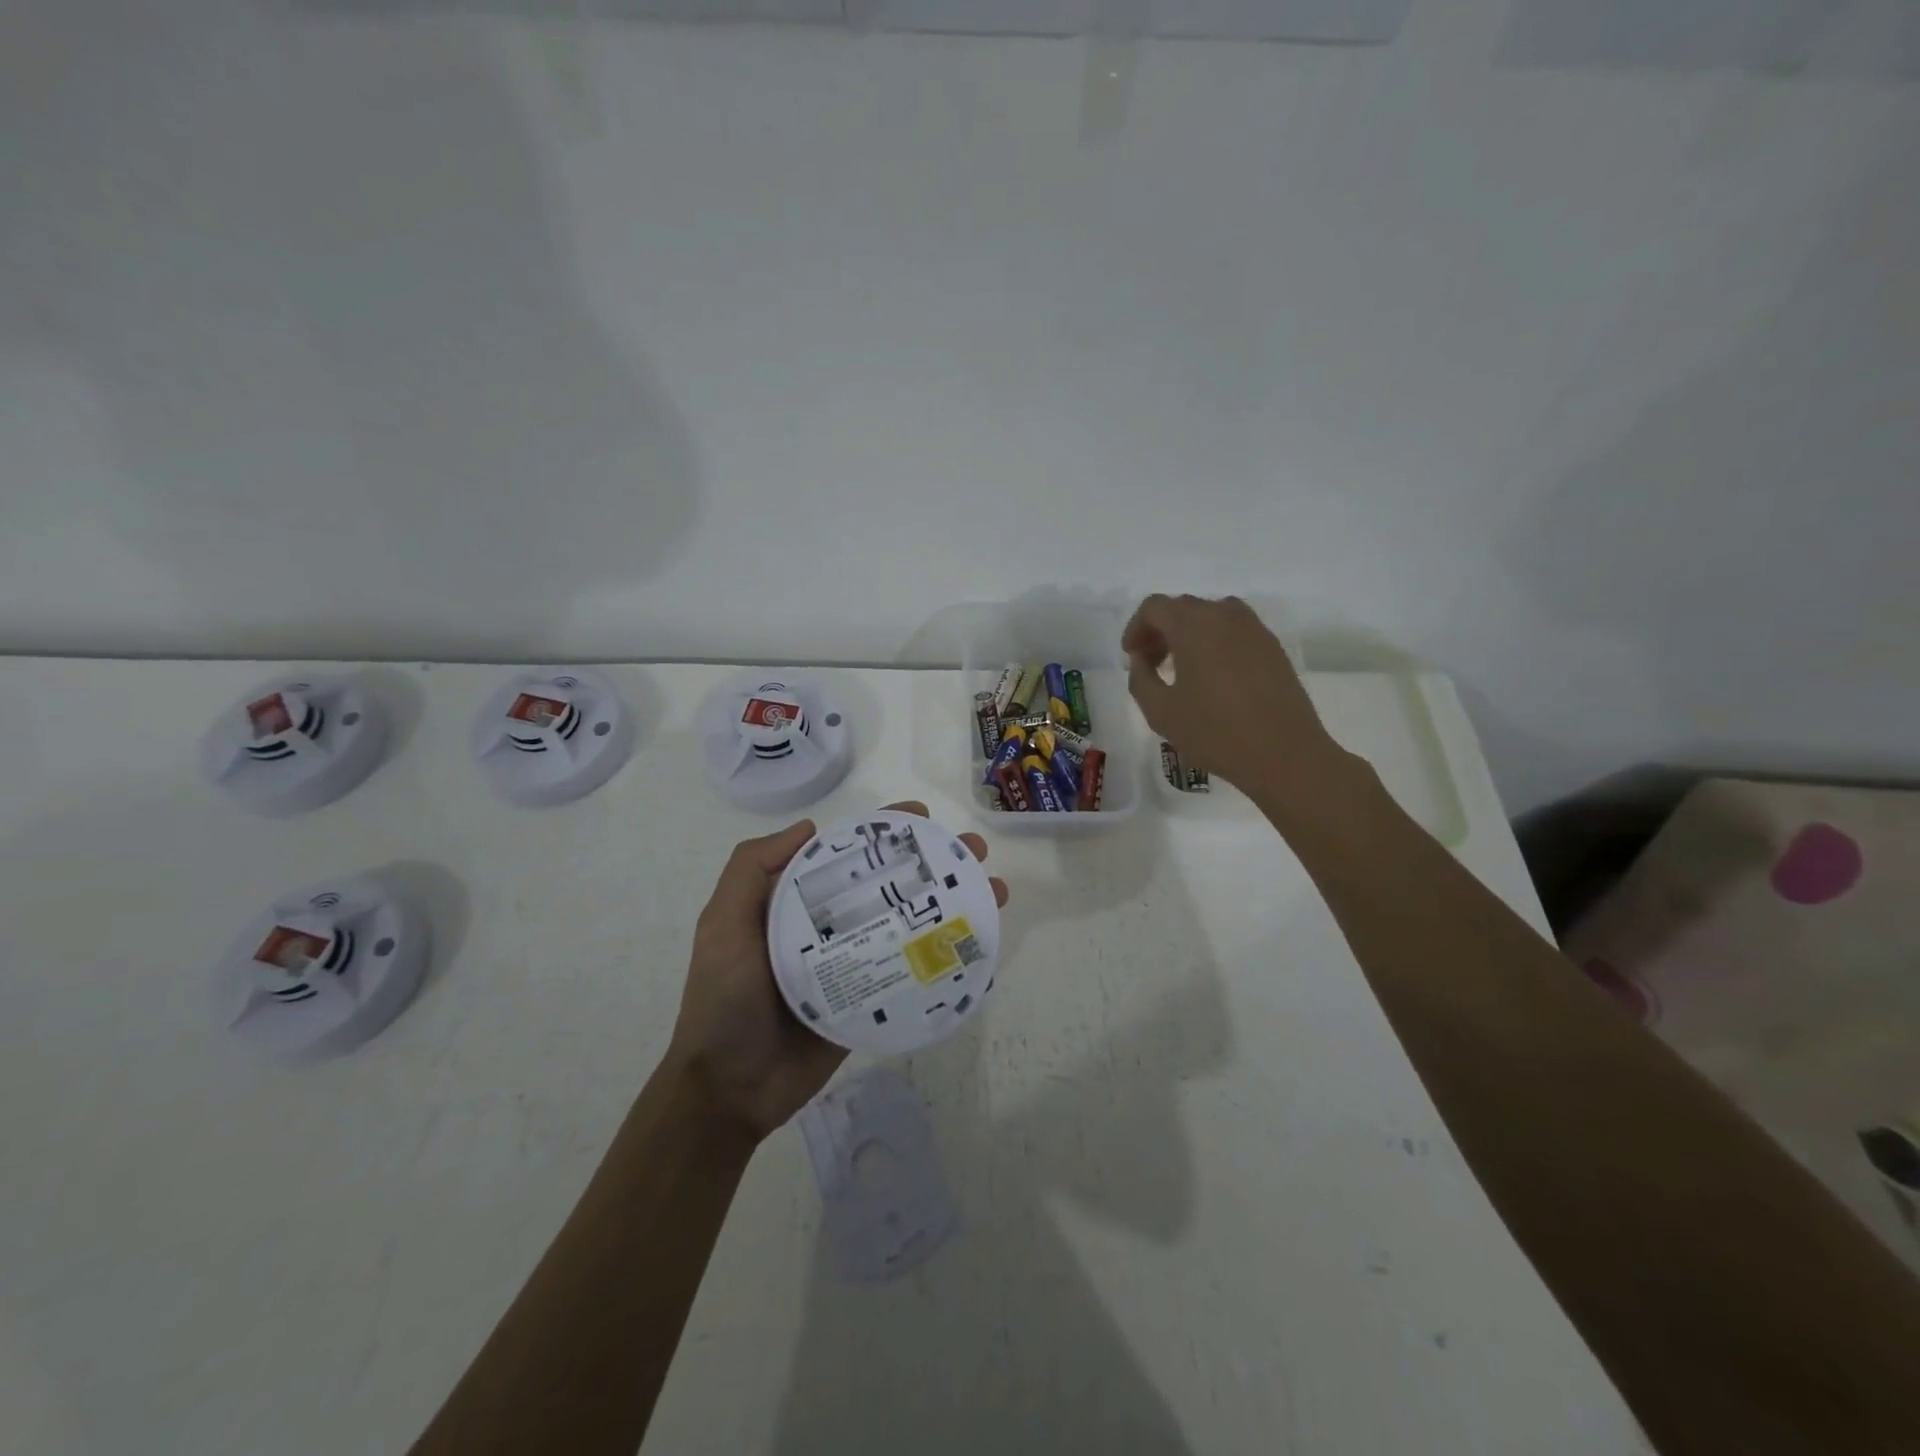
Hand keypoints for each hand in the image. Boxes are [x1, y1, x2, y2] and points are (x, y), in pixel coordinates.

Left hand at [665, 800, 1007, 1142]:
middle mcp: (831, 927)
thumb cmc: (725, 1001)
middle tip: (973, 852)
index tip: (921, 818)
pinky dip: (947, 957)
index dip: (884, 832)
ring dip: (953, 905)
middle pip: (889, 885)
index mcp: (798, 904)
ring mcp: (855, 964)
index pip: (848, 855)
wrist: (730, 1091)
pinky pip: (912, 972)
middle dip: (933, 863)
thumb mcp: (723, 925)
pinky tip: (982, 948)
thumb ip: (750, 870)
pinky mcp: (871, 1001)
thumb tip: (810, 828)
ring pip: (910, 924)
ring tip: (994, 892)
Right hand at [1122, 593, 1350, 805]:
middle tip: (1151, 664)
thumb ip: (1141, 678)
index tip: (1131, 656)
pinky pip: (1235, 631)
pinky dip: (1215, 643)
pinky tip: (1213, 678)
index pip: (1155, 607)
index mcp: (1194, 625)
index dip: (1136, 628)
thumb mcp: (1160, 711)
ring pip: (1212, 616)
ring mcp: (1255, 629)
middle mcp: (1225, 615)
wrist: (1284, 754)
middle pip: (1183, 608)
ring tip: (1182, 669)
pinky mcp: (1273, 648)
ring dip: (1189, 634)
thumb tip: (1142, 660)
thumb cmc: (1215, 732)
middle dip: (1161, 631)